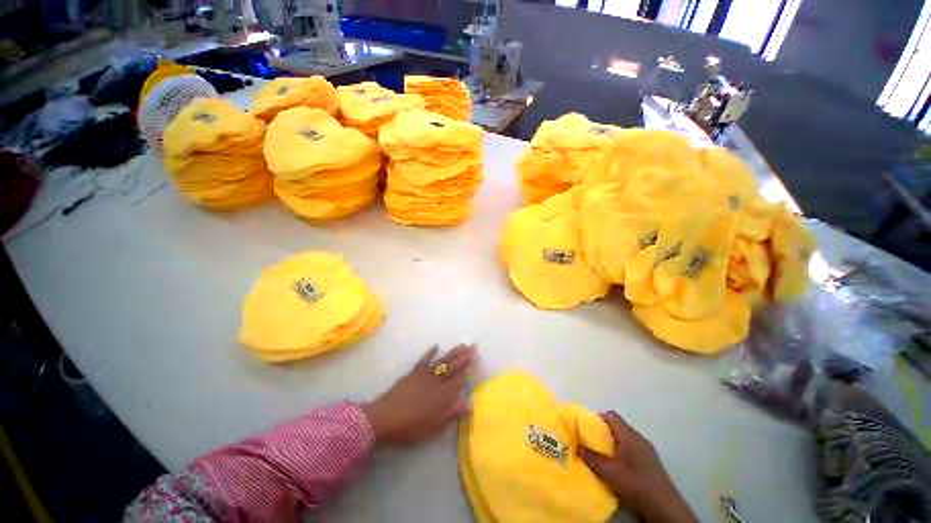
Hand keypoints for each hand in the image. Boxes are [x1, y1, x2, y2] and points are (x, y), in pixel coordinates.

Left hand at [361, 344, 476, 444]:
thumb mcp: (433, 427)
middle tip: (474, 346)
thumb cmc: (410, 427)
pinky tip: (436, 346)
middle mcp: (436, 382)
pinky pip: (424, 360)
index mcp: (443, 396)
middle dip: (464, 356)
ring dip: (452, 352)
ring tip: (462, 344)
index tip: (477, 358)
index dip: (469, 368)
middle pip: (453, 367)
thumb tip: (468, 403)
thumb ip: (451, 414)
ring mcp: (424, 375)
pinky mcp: (413, 373)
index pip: (460, 379)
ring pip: (442, 361)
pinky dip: (430, 352)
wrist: (384, 418)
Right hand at [578, 411, 697, 522]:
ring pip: (624, 438)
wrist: (665, 508)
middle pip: (617, 426)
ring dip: (611, 444)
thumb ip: (591, 458)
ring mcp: (646, 450)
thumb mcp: (609, 472)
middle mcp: (638, 438)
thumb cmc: (636, 484)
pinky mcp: (650, 462)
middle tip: (589, 442)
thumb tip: (576, 446)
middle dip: (602, 432)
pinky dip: (620, 452)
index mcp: (629, 435)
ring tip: (599, 455)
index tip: (585, 428)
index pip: (610, 416)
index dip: (596, 418)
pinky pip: (630, 449)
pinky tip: (615, 467)